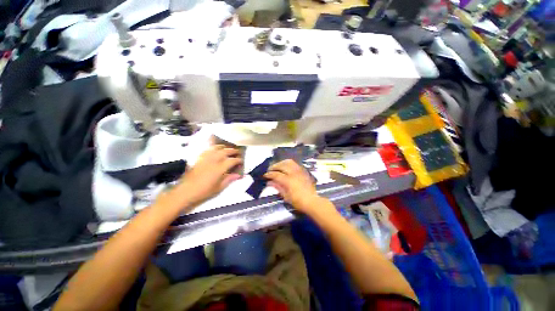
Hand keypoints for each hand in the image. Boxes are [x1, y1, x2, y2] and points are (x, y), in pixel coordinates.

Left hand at [164, 145, 242, 208]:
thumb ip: (229, 179)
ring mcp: (205, 158)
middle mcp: (213, 161)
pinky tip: (214, 150)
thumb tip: (239, 175)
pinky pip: (207, 150)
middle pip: (225, 151)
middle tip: (237, 152)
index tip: (241, 161)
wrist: (185, 192)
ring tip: (227, 148)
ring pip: (216, 148)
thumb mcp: (219, 188)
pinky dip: (213, 148)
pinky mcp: (198, 159)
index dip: (238, 160)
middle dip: (232, 151)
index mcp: (219, 169)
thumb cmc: (204, 192)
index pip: (232, 161)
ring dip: (223, 147)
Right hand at [264, 159, 322, 214]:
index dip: (269, 174)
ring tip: (278, 166)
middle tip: (270, 169)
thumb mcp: (286, 196)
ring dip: (281, 163)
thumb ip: (277, 187)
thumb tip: (269, 182)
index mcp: (288, 180)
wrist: (312, 201)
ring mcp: (299, 171)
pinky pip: (295, 164)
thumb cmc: (298, 201)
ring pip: (289, 162)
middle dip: (274, 166)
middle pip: (282, 165)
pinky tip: (286, 167)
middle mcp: (293, 173)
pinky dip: (288, 164)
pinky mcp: (303, 171)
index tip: (265, 175)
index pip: (276, 174)